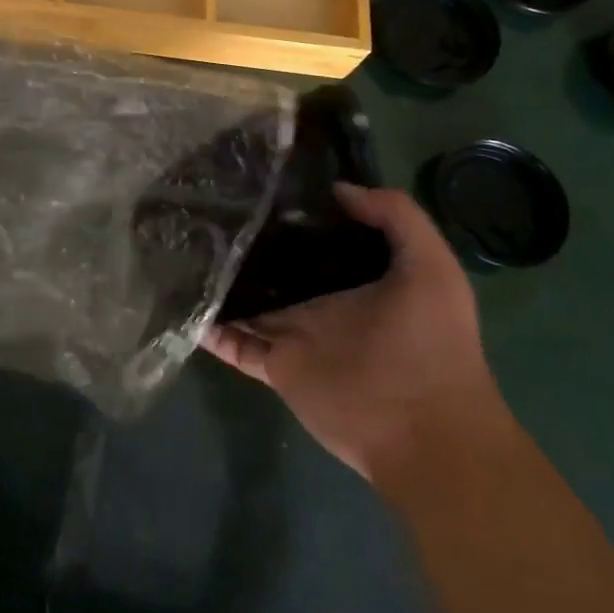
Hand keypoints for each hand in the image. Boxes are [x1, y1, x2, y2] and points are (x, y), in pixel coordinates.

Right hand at [205, 184, 510, 501]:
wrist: (426, 430)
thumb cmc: (433, 343)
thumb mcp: (432, 265)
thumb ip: (396, 217)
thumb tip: (338, 189)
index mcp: (352, 277)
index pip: (313, 238)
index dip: (290, 213)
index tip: (256, 182)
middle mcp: (318, 301)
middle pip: (273, 266)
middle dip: (245, 243)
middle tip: (205, 208)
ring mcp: (295, 334)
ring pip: (246, 302)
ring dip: (220, 282)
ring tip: (180, 248)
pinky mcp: (278, 366)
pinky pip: (235, 344)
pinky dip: (209, 329)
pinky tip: (181, 303)